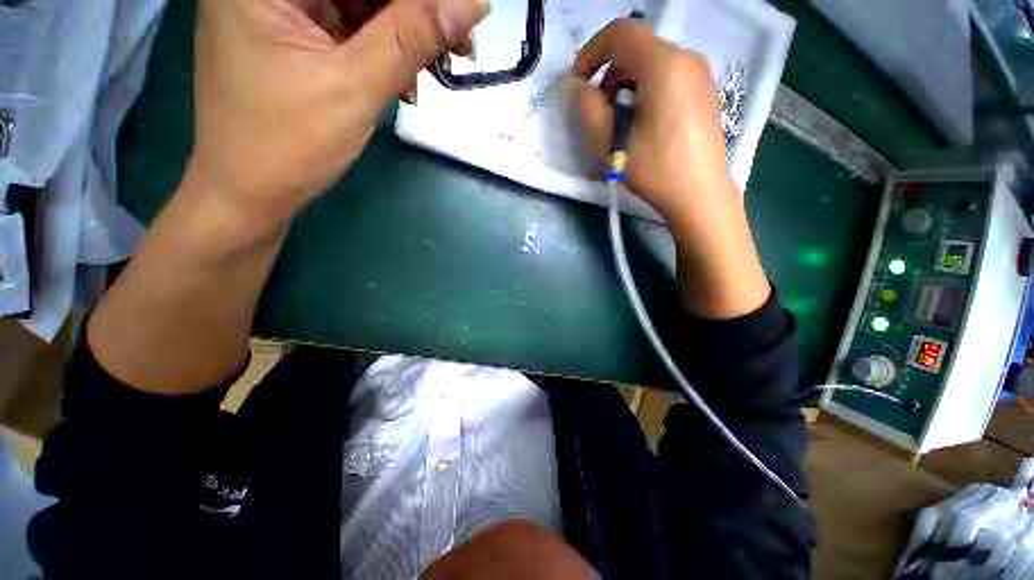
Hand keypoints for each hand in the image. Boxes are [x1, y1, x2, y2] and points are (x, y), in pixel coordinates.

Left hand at [185, 0, 487, 235]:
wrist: (250, 193)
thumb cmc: (287, 143)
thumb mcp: (355, 87)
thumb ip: (411, 38)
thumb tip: (470, 4)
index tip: (462, 14)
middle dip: (415, 11)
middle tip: (460, 46)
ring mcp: (280, 9)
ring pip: (361, 3)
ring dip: (406, 35)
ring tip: (438, 68)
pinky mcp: (294, 36)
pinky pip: (351, 28)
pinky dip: (386, 51)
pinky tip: (407, 80)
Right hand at [572, 19, 770, 318]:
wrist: (699, 194)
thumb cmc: (654, 169)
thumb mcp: (611, 141)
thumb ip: (587, 108)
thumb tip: (580, 88)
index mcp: (663, 64)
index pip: (620, 33)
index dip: (591, 52)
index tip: (579, 82)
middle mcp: (686, 58)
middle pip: (637, 46)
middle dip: (608, 71)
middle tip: (596, 107)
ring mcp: (700, 74)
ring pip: (652, 61)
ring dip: (625, 81)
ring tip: (618, 117)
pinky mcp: (704, 91)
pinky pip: (668, 75)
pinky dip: (645, 87)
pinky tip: (641, 119)